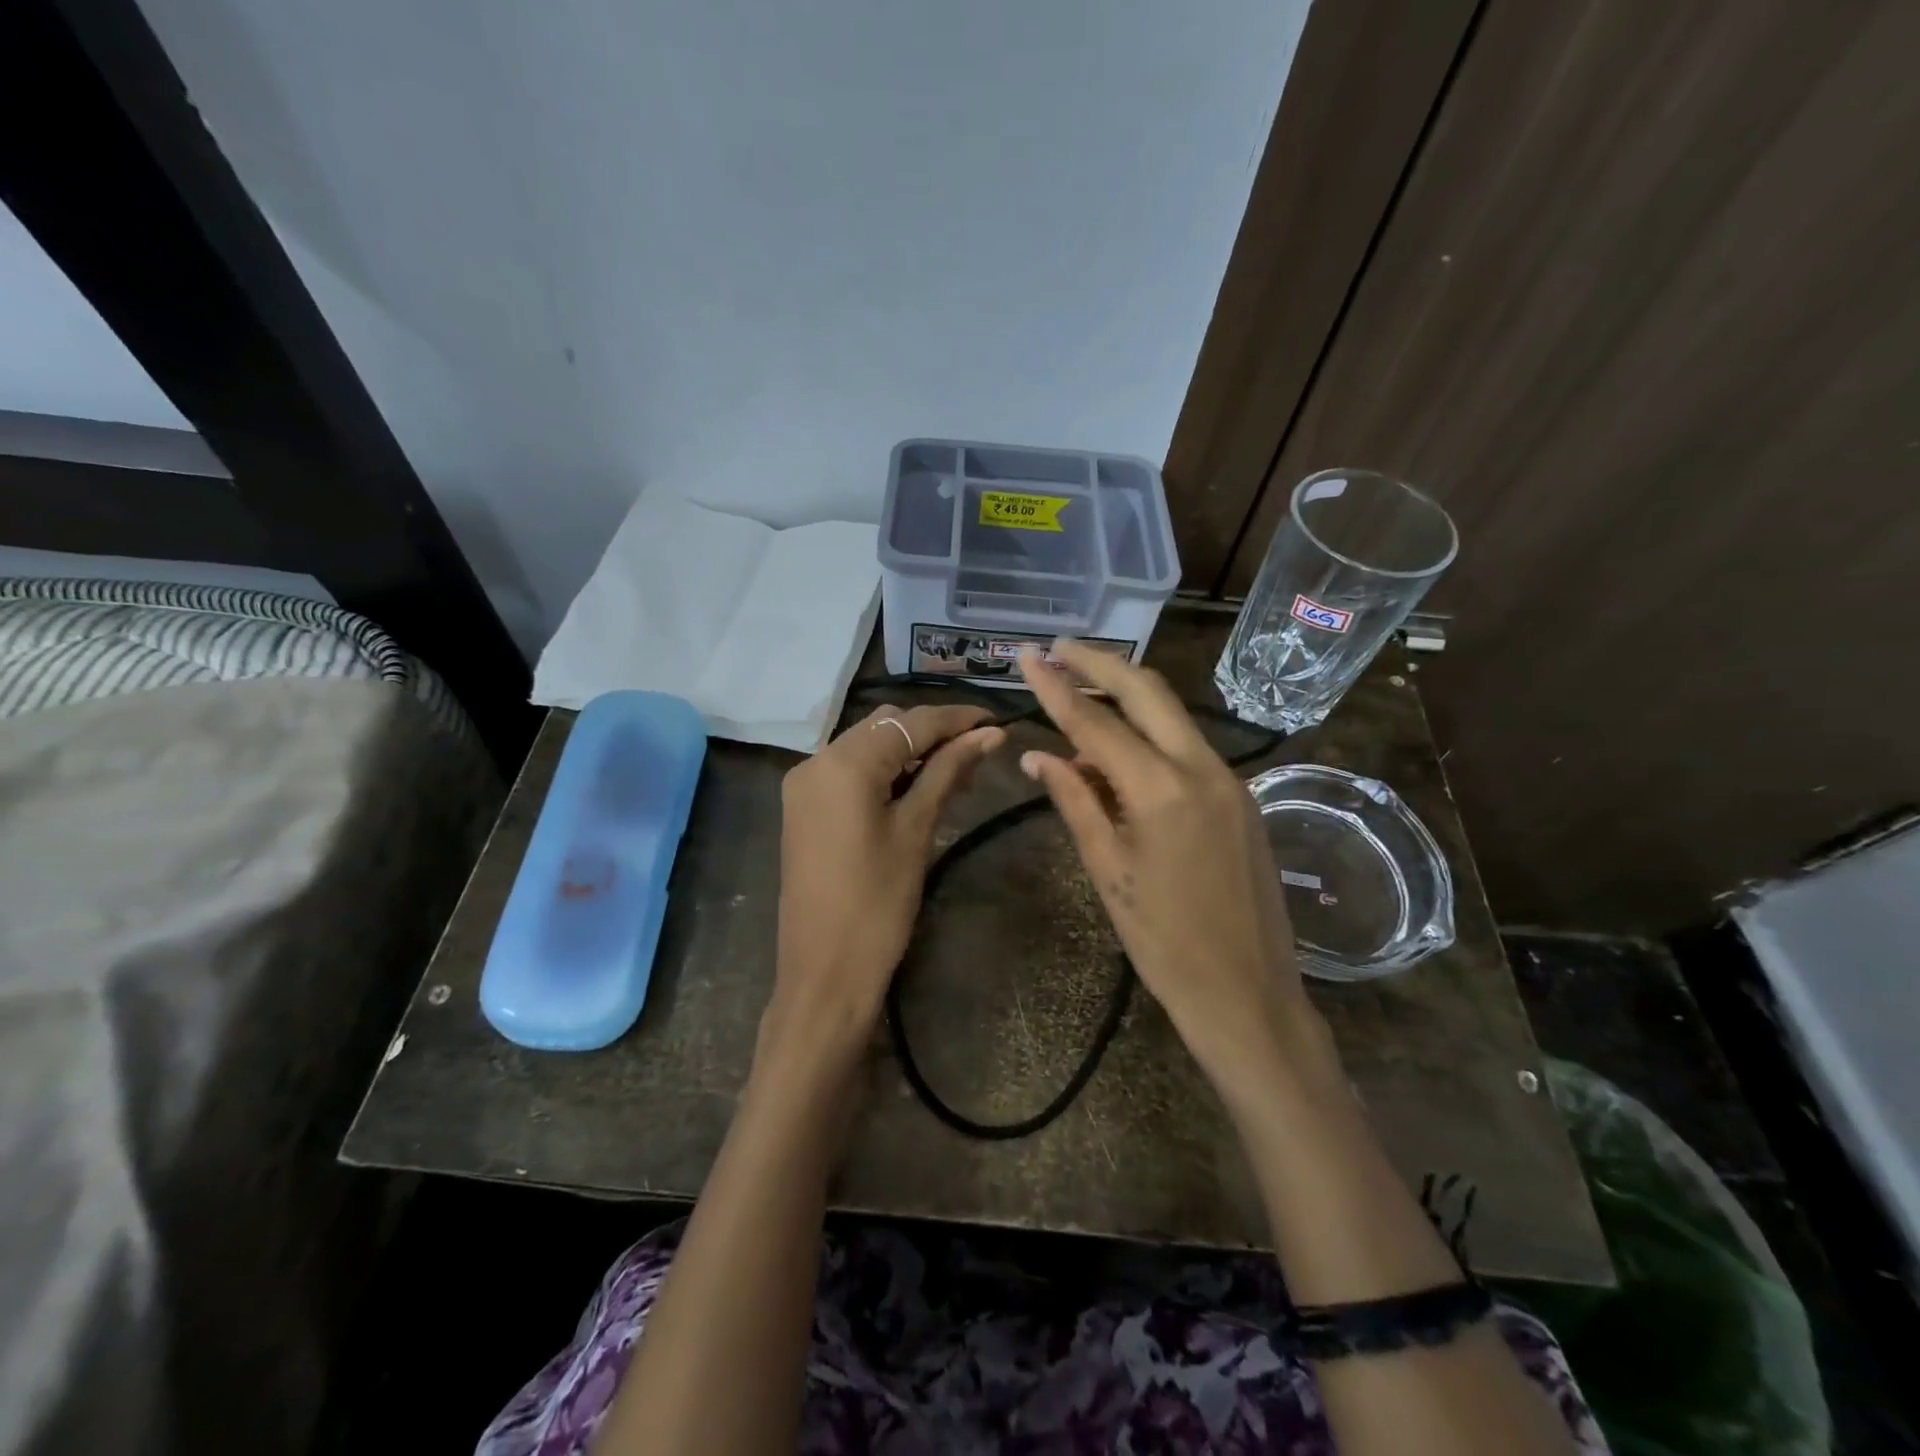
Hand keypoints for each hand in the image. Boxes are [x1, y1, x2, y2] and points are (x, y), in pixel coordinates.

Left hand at [766, 703, 1005, 1065]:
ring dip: (909, 752)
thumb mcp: (916, 830)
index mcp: (843, 763)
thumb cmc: (878, 904)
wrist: (824, 974)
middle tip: (978, 753)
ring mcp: (804, 785)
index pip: (910, 722)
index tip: (996, 721)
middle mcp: (815, 760)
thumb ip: (949, 772)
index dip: (956, 719)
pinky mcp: (804, 808)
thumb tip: (990, 734)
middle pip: (884, 726)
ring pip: (866, 747)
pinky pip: (849, 772)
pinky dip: (884, 772)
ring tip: (955, 772)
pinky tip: (916, 788)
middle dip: (932, 733)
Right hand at [1016, 642, 1316, 1078]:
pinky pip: (1187, 748)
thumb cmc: (1163, 941)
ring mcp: (1230, 779)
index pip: (1097, 722)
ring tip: (1078, 694)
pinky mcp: (1242, 796)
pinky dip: (1149, 736)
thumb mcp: (1107, 869)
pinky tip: (1119, 752)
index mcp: (1162, 789)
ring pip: (1171, 715)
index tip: (1027, 656)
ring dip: (1125, 697)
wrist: (1247, 992)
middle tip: (1058, 649)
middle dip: (1100, 663)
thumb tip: (1038, 755)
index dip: (1056, 687)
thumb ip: (1074, 800)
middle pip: (1148, 691)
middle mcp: (1203, 767)